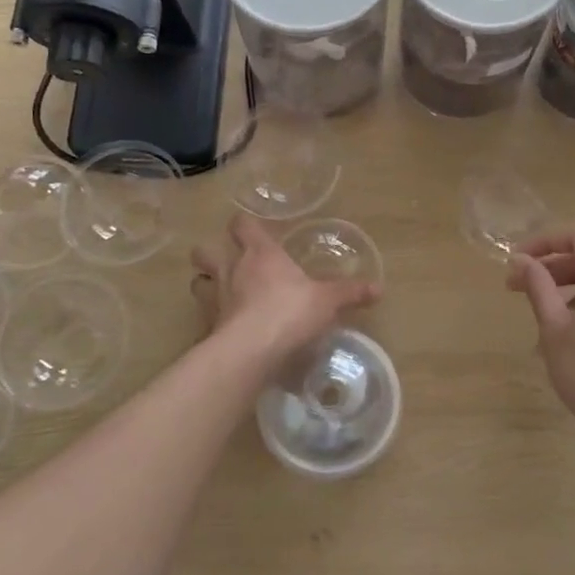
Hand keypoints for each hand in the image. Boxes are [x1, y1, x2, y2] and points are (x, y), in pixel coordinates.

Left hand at [191, 214, 378, 362]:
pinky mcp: (207, 326)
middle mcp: (231, 269)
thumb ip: (350, 292)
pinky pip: (204, 317)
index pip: (241, 225)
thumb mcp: (327, 301)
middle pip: (204, 250)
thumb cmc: (290, 311)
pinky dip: (210, 320)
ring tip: (220, 292)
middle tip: (227, 261)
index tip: (249, 228)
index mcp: (259, 253)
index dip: (243, 224)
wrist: (251, 350)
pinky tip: (224, 328)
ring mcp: (214, 298)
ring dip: (205, 284)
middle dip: (211, 252)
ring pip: (196, 281)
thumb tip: (378, 288)